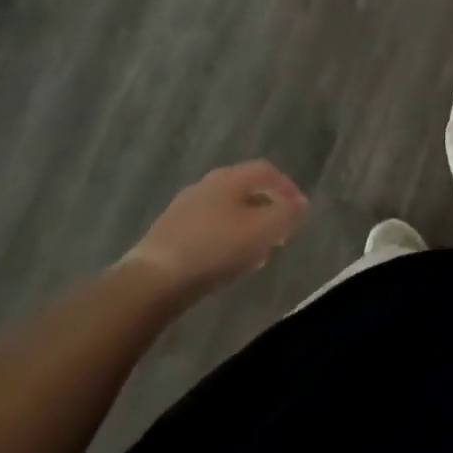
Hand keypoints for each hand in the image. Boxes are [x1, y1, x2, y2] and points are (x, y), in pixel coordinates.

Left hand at [123, 160, 308, 298]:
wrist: (151, 282)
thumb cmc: (214, 250)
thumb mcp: (262, 232)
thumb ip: (286, 215)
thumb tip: (301, 204)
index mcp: (230, 178)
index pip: (266, 170)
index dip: (286, 187)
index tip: (298, 210)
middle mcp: (206, 184)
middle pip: (244, 188)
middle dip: (265, 207)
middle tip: (278, 231)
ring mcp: (183, 208)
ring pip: (224, 209)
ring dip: (243, 224)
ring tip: (254, 251)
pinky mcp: (167, 234)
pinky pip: (205, 228)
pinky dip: (222, 238)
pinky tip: (223, 262)